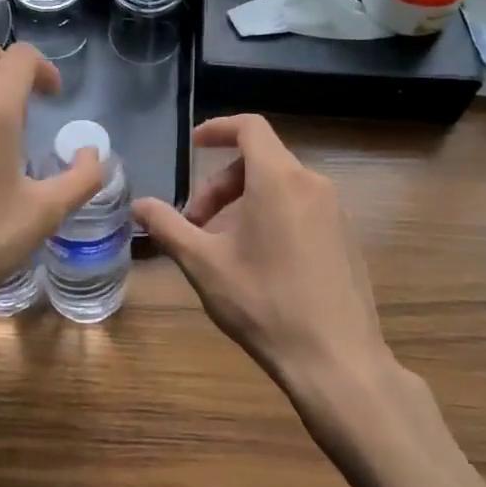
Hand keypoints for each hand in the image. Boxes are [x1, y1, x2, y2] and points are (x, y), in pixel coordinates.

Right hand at [133, 114, 390, 393]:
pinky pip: (302, 207)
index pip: (249, 127)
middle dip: (221, 183)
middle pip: (261, 159)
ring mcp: (335, 210)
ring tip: (223, 246)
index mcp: (278, 179)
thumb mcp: (204, 264)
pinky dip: (273, 214)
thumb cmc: (264, 303)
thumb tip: (139, 205)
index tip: (193, 146)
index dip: (218, 129)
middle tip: (196, 222)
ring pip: (281, 185)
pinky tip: (259, 260)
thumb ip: (169, 226)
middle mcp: (312, 183)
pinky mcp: (346, 236)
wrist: (336, 359)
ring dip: (245, 201)